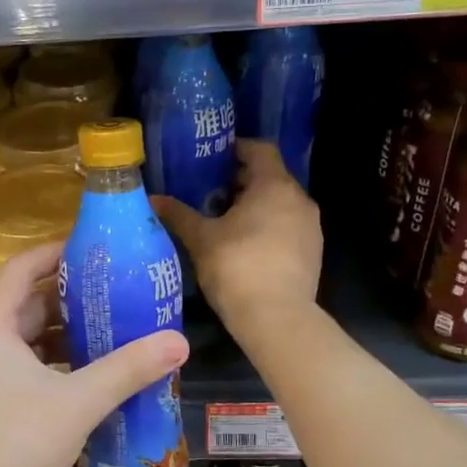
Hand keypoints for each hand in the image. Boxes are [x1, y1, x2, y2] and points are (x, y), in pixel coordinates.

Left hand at [0, 243, 188, 466]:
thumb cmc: (12, 446)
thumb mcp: (76, 403)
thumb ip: (128, 370)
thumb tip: (179, 341)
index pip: (23, 267)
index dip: (59, 251)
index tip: (99, 249)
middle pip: (28, 300)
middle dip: (73, 293)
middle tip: (121, 289)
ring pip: (28, 335)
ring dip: (67, 329)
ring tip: (116, 324)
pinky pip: (26, 362)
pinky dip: (57, 358)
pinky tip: (93, 370)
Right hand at [153, 139, 321, 338]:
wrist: (277, 318)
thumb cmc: (237, 267)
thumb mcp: (201, 239)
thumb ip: (179, 215)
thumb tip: (153, 198)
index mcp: (275, 186)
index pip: (260, 149)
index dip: (237, 148)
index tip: (213, 157)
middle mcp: (299, 199)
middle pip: (270, 177)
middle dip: (240, 181)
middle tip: (209, 191)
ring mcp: (310, 227)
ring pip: (280, 204)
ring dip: (254, 207)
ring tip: (223, 220)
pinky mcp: (313, 252)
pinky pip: (287, 227)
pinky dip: (267, 227)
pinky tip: (244, 246)